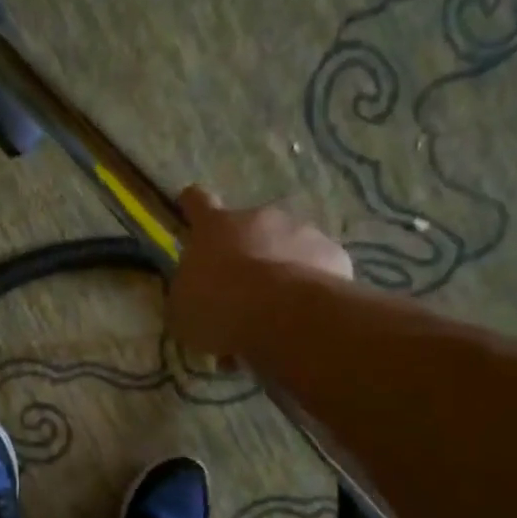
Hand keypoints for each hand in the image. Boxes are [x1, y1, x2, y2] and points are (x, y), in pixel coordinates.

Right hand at [168, 186, 353, 358]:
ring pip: (285, 247)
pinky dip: (308, 286)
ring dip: (278, 270)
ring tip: (274, 310)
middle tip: (240, 290)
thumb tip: (194, 288)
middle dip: (245, 252)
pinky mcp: (333, 253)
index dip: (192, 205)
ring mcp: (301, 231)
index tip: (190, 208)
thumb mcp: (183, 308)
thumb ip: (188, 290)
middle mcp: (259, 218)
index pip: (197, 202)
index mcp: (214, 227)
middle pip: (248, 228)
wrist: (284, 315)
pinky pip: (316, 267)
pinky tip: (302, 313)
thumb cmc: (220, 307)